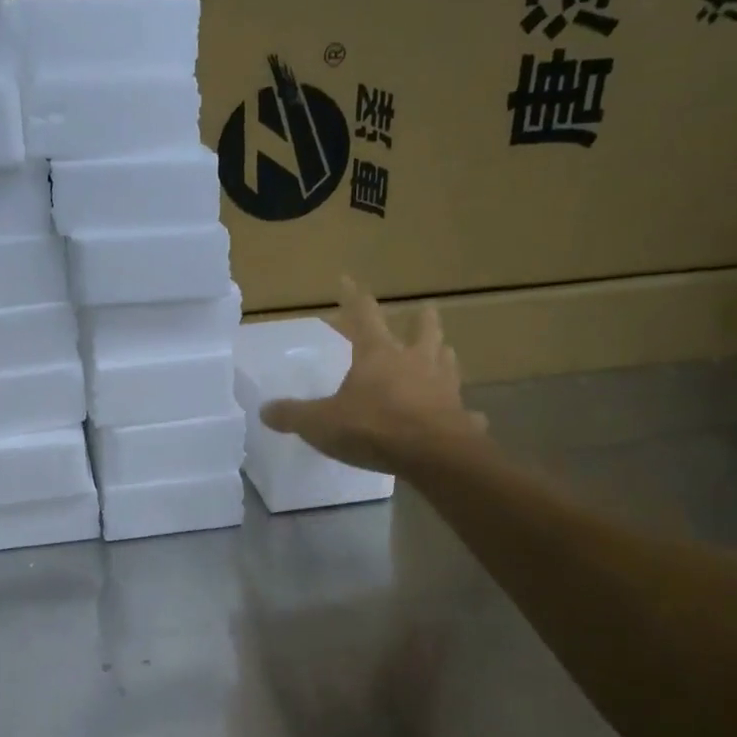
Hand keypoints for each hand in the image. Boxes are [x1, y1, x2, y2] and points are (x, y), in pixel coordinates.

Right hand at [259, 276, 484, 474]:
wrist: (432, 456)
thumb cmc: (372, 428)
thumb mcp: (320, 423)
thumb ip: (292, 415)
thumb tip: (264, 410)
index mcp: (378, 355)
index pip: (363, 316)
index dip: (353, 298)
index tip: (348, 280)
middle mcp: (415, 362)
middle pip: (423, 331)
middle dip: (422, 318)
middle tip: (425, 308)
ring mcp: (443, 388)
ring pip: (448, 361)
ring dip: (444, 355)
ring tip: (445, 352)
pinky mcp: (462, 417)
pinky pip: (466, 412)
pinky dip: (466, 412)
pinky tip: (471, 416)